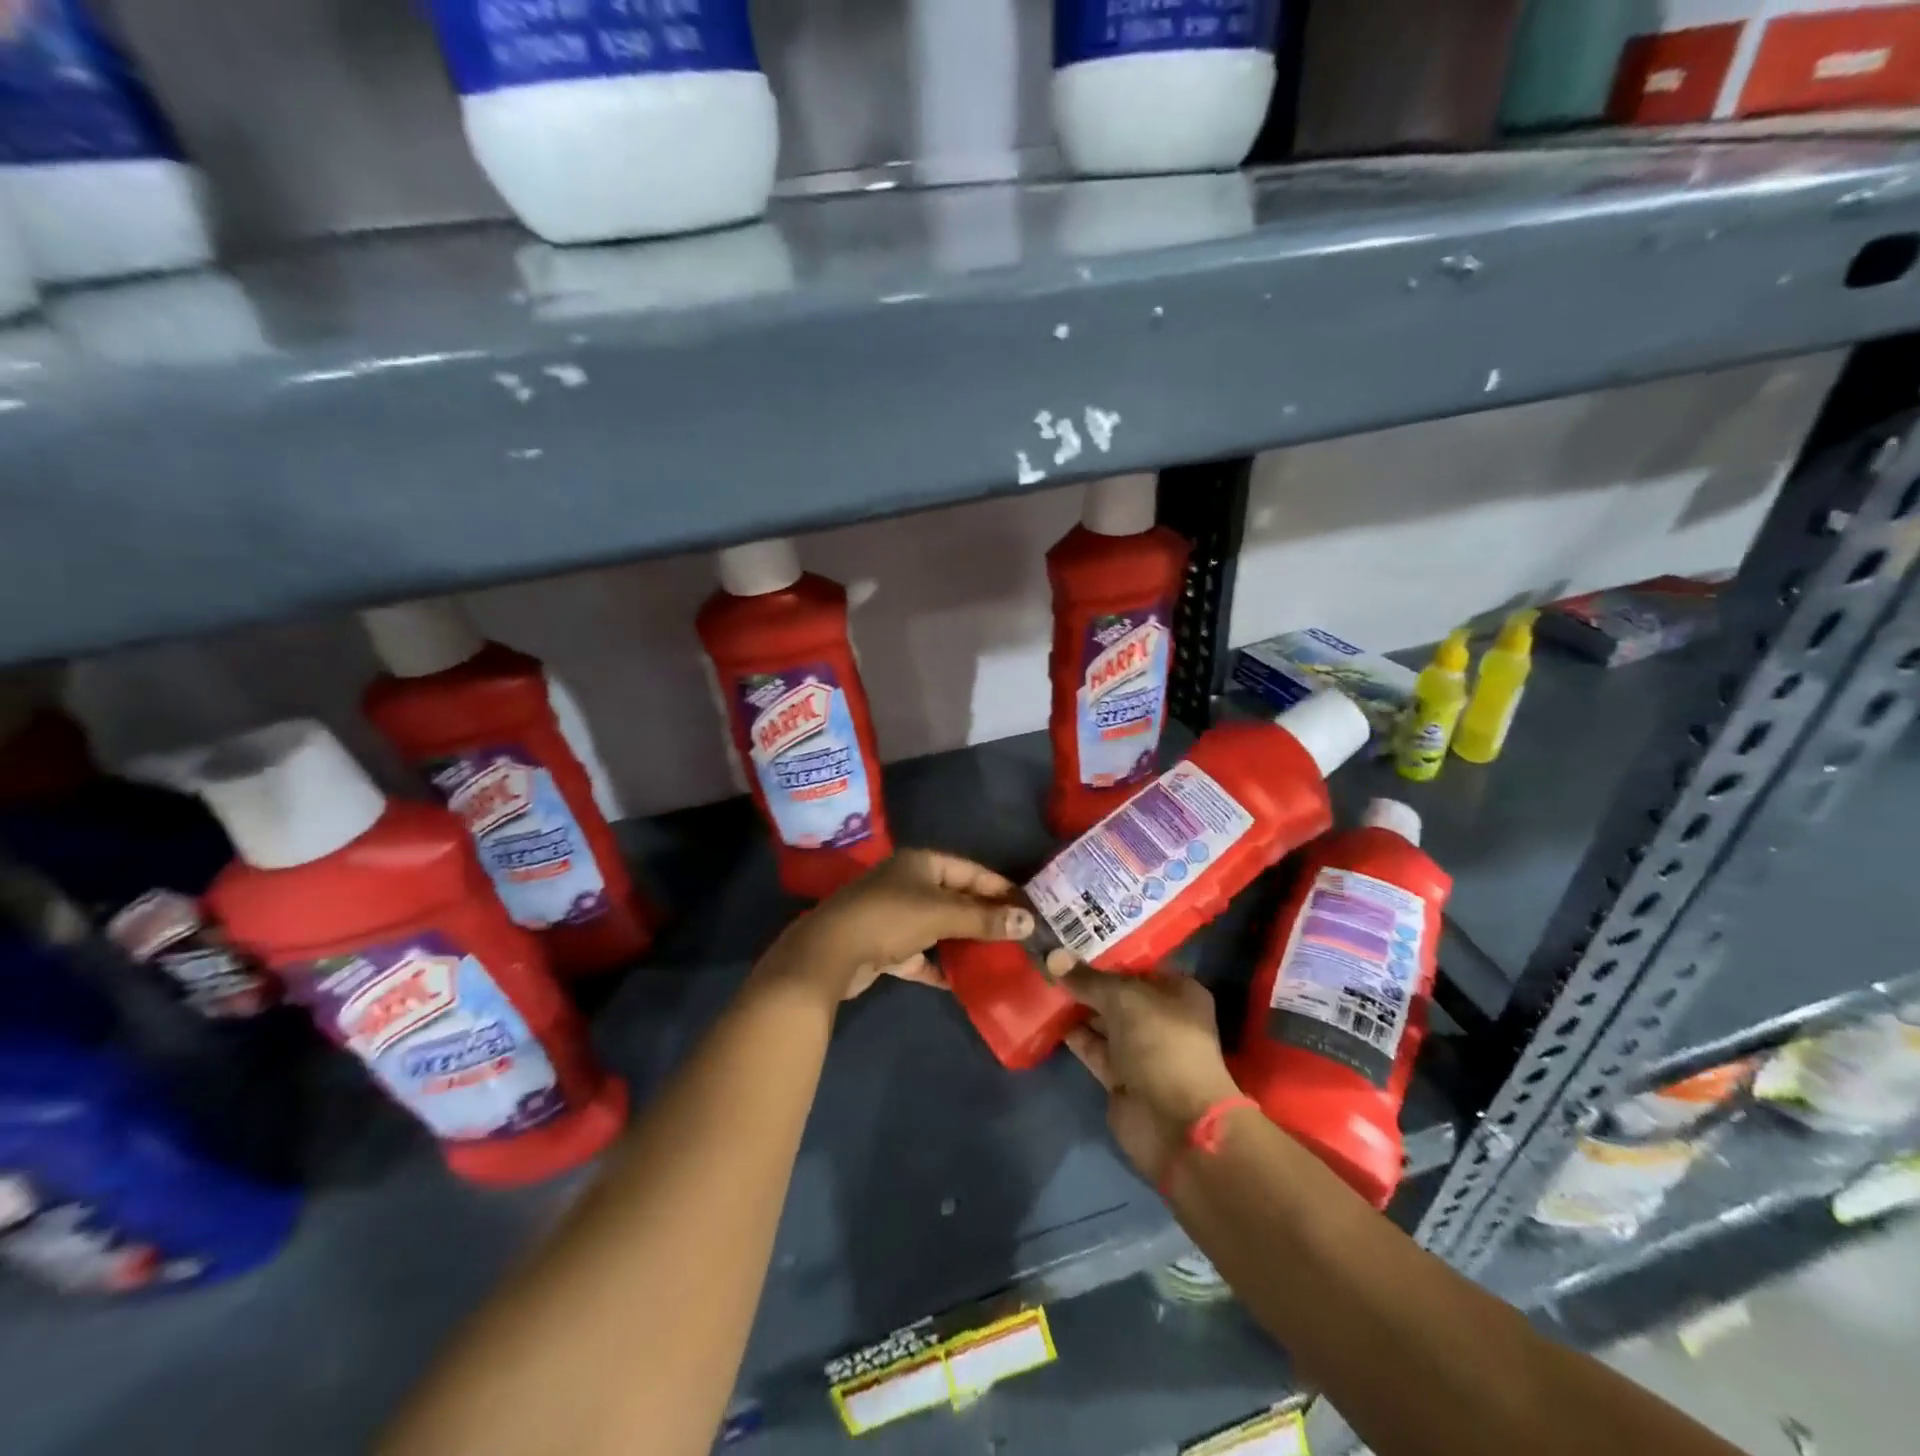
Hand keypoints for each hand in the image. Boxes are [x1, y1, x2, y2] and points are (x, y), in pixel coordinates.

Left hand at [763, 850, 1033, 1001]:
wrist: (831, 952)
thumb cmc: (891, 918)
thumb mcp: (942, 914)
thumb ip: (985, 919)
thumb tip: (1029, 921)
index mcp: (921, 863)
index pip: (971, 870)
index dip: (1000, 888)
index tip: (1029, 906)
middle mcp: (908, 883)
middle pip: (955, 898)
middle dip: (985, 917)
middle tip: (1019, 935)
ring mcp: (895, 915)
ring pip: (939, 927)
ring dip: (964, 942)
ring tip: (998, 958)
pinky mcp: (885, 946)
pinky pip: (921, 954)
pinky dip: (939, 965)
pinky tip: (963, 982)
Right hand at [1060, 969, 1240, 1182]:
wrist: (1175, 1122)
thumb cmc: (1161, 1044)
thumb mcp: (1123, 999)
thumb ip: (1087, 979)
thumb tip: (1052, 956)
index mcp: (1178, 992)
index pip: (1139, 964)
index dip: (1108, 951)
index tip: (1073, 936)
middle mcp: (1161, 1017)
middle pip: (1119, 992)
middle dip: (1087, 978)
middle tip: (1050, 956)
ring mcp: (1141, 1049)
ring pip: (1103, 1020)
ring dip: (1077, 1005)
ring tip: (1042, 980)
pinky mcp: (1120, 1076)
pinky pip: (1093, 1047)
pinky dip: (1073, 1034)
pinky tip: (1047, 1015)